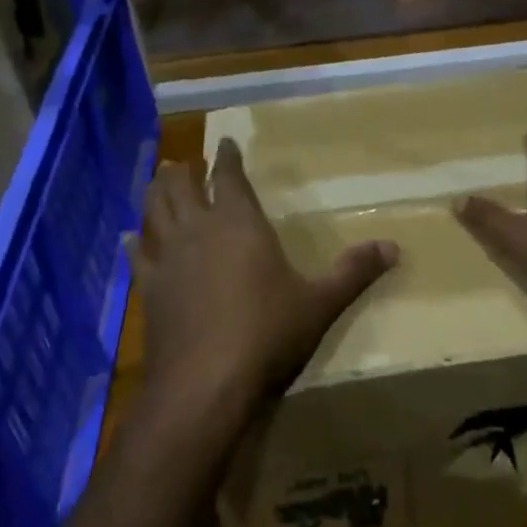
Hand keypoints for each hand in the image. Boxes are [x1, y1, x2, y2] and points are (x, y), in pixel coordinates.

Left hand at [132, 140, 397, 419]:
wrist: (205, 384)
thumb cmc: (267, 333)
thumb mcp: (320, 303)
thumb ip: (354, 272)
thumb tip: (395, 247)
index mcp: (239, 223)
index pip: (229, 176)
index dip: (227, 156)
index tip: (225, 142)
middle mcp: (198, 229)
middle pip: (181, 186)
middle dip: (184, 170)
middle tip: (185, 162)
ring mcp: (167, 258)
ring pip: (154, 211)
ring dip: (156, 193)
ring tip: (158, 182)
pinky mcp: (148, 289)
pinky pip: (137, 255)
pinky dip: (135, 241)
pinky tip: (131, 238)